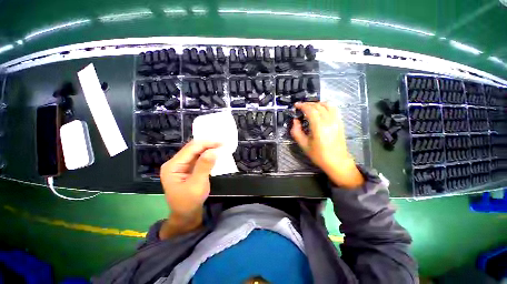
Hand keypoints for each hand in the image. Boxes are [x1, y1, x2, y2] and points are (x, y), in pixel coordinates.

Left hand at [160, 140, 219, 216]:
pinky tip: (214, 153)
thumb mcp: (197, 184)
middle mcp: (175, 163)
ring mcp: (181, 165)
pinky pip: (198, 157)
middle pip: (192, 148)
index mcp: (173, 166)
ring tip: (221, 146)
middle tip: (223, 144)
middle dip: (208, 145)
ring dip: (208, 148)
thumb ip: (204, 166)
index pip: (191, 149)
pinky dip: (207, 154)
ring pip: (196, 152)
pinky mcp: (187, 168)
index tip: (221, 142)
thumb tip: (214, 151)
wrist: (186, 215)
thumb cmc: (190, 202)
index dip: (206, 144)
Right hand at [291, 102, 363, 187]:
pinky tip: (320, 110)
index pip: (310, 110)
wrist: (337, 161)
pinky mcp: (340, 122)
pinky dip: (325, 106)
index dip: (302, 105)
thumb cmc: (319, 155)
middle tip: (300, 107)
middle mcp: (329, 121)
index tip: (296, 105)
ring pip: (327, 105)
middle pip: (318, 106)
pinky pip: (333, 109)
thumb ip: (296, 131)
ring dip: (317, 104)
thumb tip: (295, 121)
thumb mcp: (303, 144)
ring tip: (310, 108)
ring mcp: (336, 121)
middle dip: (308, 104)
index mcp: (319, 127)